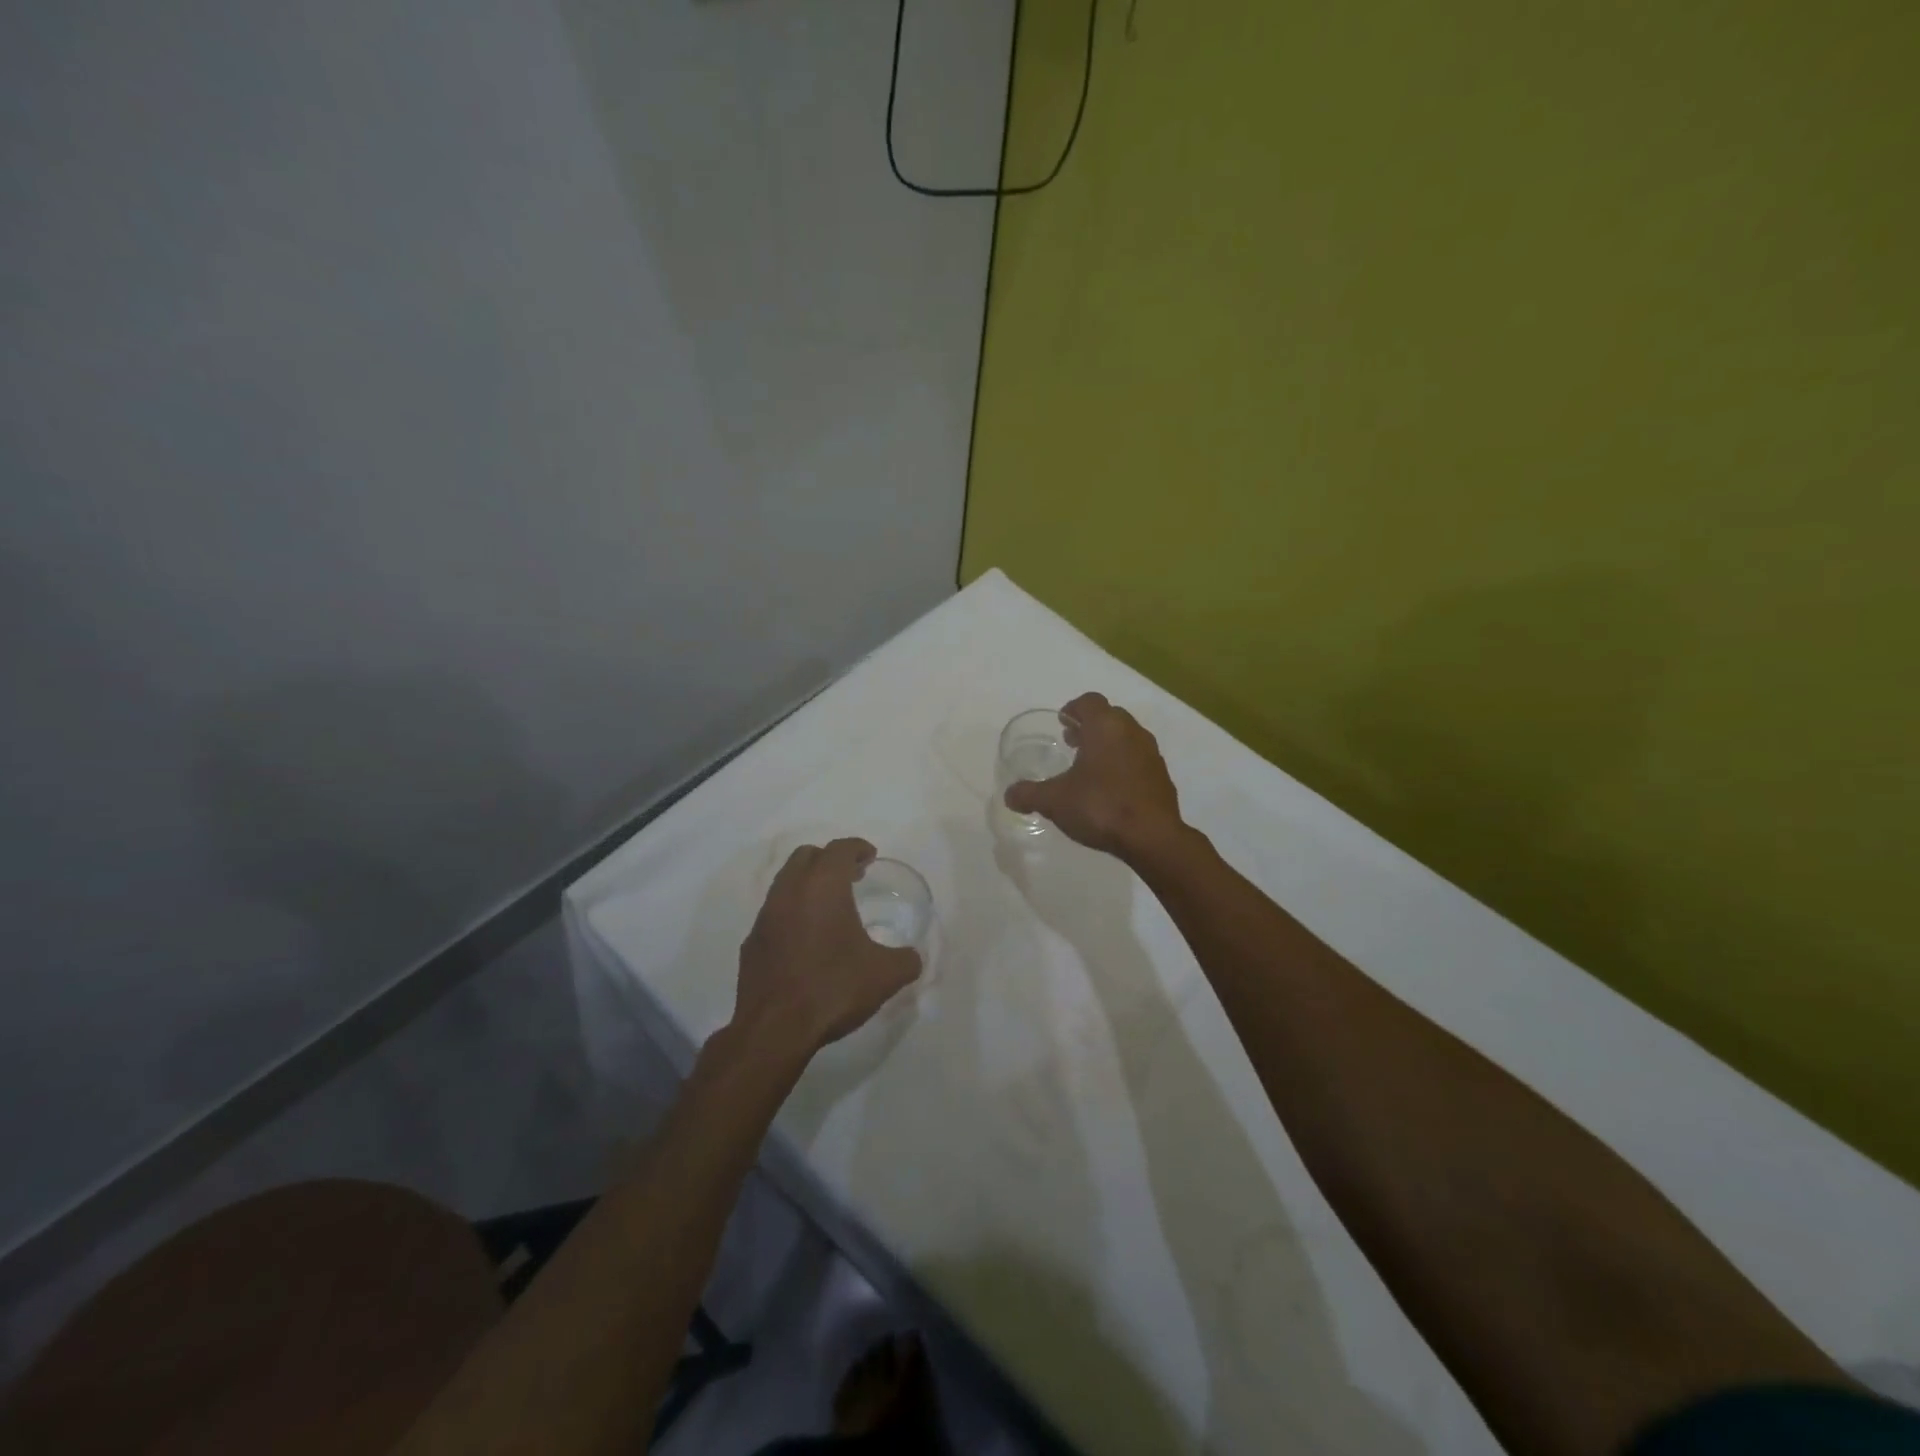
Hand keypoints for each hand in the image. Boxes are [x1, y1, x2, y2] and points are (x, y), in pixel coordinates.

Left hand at [732, 838, 920, 1058]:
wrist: (774, 1030)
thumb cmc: (833, 989)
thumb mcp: (885, 975)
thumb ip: (906, 960)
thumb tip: (912, 957)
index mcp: (822, 887)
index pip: (839, 849)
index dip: (857, 848)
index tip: (869, 856)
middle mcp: (790, 892)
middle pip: (807, 856)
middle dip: (830, 860)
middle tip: (852, 877)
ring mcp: (765, 917)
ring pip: (786, 882)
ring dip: (808, 884)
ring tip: (830, 907)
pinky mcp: (751, 943)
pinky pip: (774, 913)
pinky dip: (792, 912)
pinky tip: (806, 939)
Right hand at [1002, 693, 1183, 859]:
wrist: (1152, 837)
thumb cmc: (1100, 806)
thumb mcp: (1054, 801)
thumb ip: (1029, 794)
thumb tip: (1009, 795)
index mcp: (1105, 727)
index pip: (1089, 701)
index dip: (1073, 709)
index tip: (1062, 724)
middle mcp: (1131, 732)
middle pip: (1109, 717)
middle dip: (1089, 726)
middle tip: (1071, 743)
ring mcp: (1151, 753)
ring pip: (1126, 738)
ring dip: (1107, 745)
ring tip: (1089, 768)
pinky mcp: (1161, 776)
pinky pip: (1138, 760)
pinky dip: (1123, 765)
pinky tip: (1110, 789)